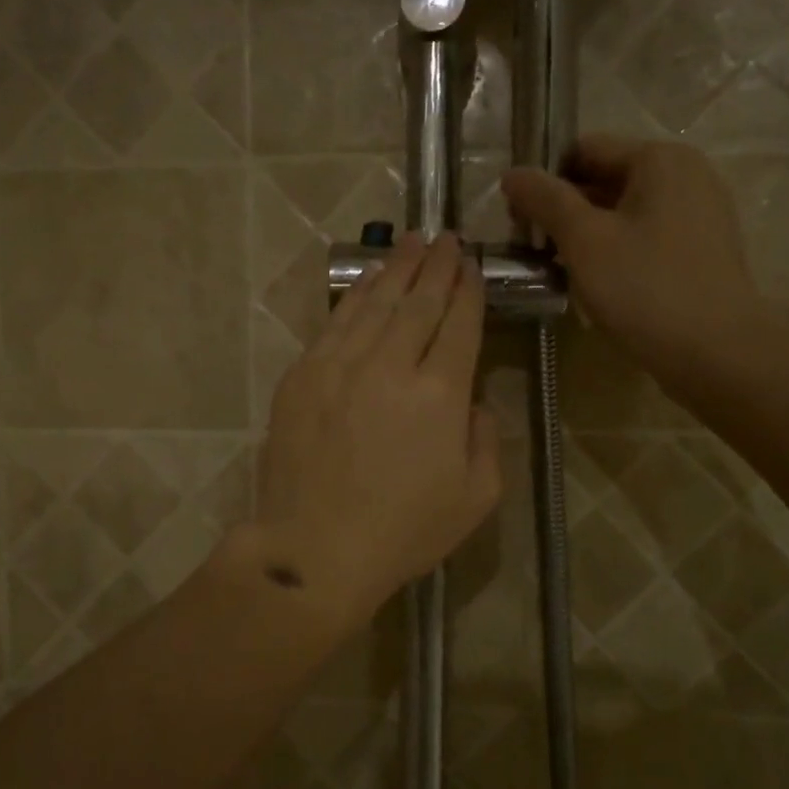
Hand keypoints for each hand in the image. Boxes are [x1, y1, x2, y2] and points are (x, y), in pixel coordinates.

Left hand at [249, 232, 502, 633]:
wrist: (315, 550)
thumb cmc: (403, 532)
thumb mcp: (475, 497)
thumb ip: (486, 440)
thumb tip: (473, 402)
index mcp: (440, 394)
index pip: (459, 324)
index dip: (468, 290)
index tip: (471, 265)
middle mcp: (391, 365)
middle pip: (418, 302)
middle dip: (435, 266)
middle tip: (445, 237)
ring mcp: (340, 366)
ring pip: (374, 303)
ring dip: (396, 269)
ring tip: (410, 242)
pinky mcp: (302, 377)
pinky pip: (334, 324)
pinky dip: (355, 297)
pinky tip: (367, 282)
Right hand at [502, 136, 776, 385]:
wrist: (716, 353)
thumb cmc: (644, 288)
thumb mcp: (584, 241)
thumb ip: (545, 201)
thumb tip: (512, 173)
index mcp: (660, 159)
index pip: (584, 150)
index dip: (545, 181)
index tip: (519, 222)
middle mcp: (687, 174)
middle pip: (607, 180)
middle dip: (566, 212)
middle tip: (534, 251)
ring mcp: (700, 213)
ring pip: (626, 213)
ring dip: (589, 237)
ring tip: (562, 273)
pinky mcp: (703, 250)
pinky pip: (648, 238)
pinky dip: (618, 253)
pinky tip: (601, 287)